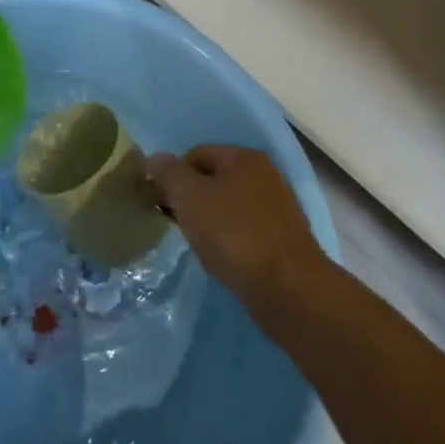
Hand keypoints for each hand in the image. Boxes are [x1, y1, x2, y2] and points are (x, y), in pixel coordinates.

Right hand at [147, 145, 330, 308]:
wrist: (288, 289)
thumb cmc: (233, 233)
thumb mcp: (189, 196)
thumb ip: (168, 173)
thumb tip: (155, 158)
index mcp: (244, 157)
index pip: (197, 154)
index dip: (174, 176)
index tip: (162, 204)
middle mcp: (266, 175)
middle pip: (215, 180)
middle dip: (192, 200)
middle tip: (179, 225)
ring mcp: (279, 209)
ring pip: (230, 208)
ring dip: (211, 223)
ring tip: (201, 246)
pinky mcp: (286, 241)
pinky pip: (247, 232)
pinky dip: (231, 242)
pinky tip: (225, 261)